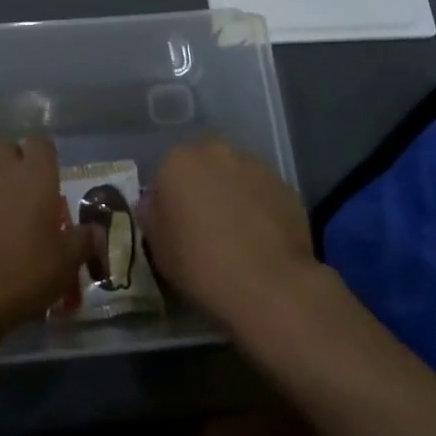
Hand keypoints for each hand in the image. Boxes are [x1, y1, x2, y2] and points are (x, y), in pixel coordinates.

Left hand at [0, 137, 94, 340]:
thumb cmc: (25, 269)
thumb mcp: (66, 263)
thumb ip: (83, 242)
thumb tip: (97, 232)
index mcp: (36, 174)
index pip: (41, 142)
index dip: (45, 155)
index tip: (49, 176)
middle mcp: (2, 169)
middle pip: (7, 148)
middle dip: (14, 163)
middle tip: (23, 193)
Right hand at [141, 139, 317, 332]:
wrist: (269, 285)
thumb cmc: (202, 265)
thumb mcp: (158, 248)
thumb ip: (152, 216)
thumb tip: (156, 203)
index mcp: (178, 161)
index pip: (166, 174)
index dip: (170, 202)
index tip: (176, 229)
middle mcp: (215, 151)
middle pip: (202, 167)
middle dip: (202, 189)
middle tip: (206, 228)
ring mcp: (254, 165)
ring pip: (234, 176)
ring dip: (232, 195)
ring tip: (238, 236)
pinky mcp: (284, 184)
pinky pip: (262, 192)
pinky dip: (259, 207)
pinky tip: (262, 239)